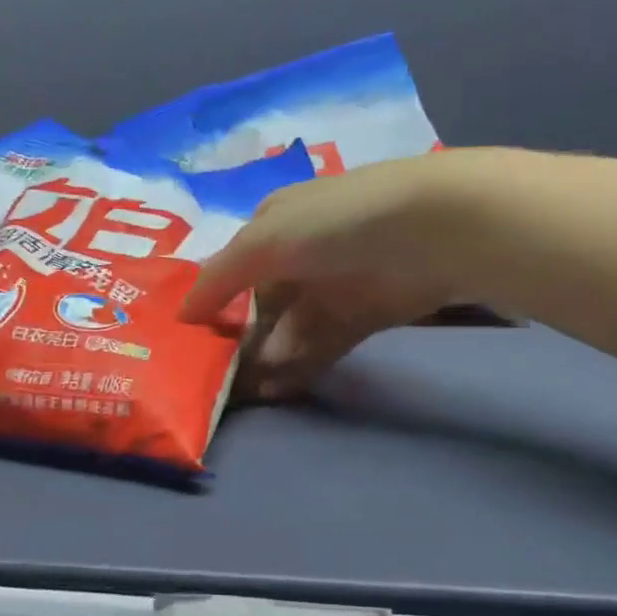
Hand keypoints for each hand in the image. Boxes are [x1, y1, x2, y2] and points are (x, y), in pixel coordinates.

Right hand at [181, 152, 488, 398]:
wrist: (435, 231)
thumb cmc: (335, 224)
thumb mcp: (264, 240)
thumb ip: (219, 278)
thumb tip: (181, 315)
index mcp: (274, 222)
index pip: (233, 268)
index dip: (213, 303)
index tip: (192, 343)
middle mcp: (300, 253)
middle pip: (261, 304)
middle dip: (241, 341)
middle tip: (219, 380)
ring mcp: (333, 285)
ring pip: (290, 330)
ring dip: (268, 359)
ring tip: (248, 392)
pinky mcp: (364, 315)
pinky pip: (322, 344)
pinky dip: (300, 366)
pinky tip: (278, 389)